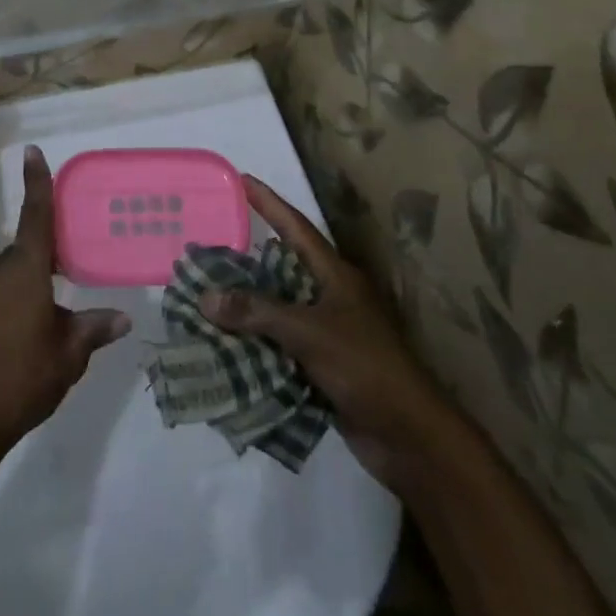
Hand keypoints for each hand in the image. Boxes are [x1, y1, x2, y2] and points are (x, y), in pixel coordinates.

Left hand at [0, 146, 129, 468]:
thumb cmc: (20, 380)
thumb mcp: (68, 356)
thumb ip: (93, 330)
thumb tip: (123, 318)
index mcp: (24, 270)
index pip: (35, 215)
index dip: (37, 182)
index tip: (33, 151)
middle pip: (27, 250)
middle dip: (49, 260)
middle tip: (73, 276)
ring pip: (11, 274)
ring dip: (31, 284)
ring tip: (52, 319)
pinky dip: (13, 301)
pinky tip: (24, 336)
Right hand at [201, 176, 450, 485]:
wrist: (409, 436)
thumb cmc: (365, 367)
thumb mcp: (309, 332)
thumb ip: (258, 313)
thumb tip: (206, 297)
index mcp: (336, 276)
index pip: (296, 228)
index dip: (269, 203)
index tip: (242, 179)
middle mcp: (332, 296)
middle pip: (283, 268)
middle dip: (247, 259)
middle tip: (210, 246)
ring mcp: (329, 332)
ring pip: (279, 309)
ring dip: (247, 306)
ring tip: (206, 294)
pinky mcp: (324, 366)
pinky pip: (281, 345)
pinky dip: (255, 343)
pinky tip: (225, 344)